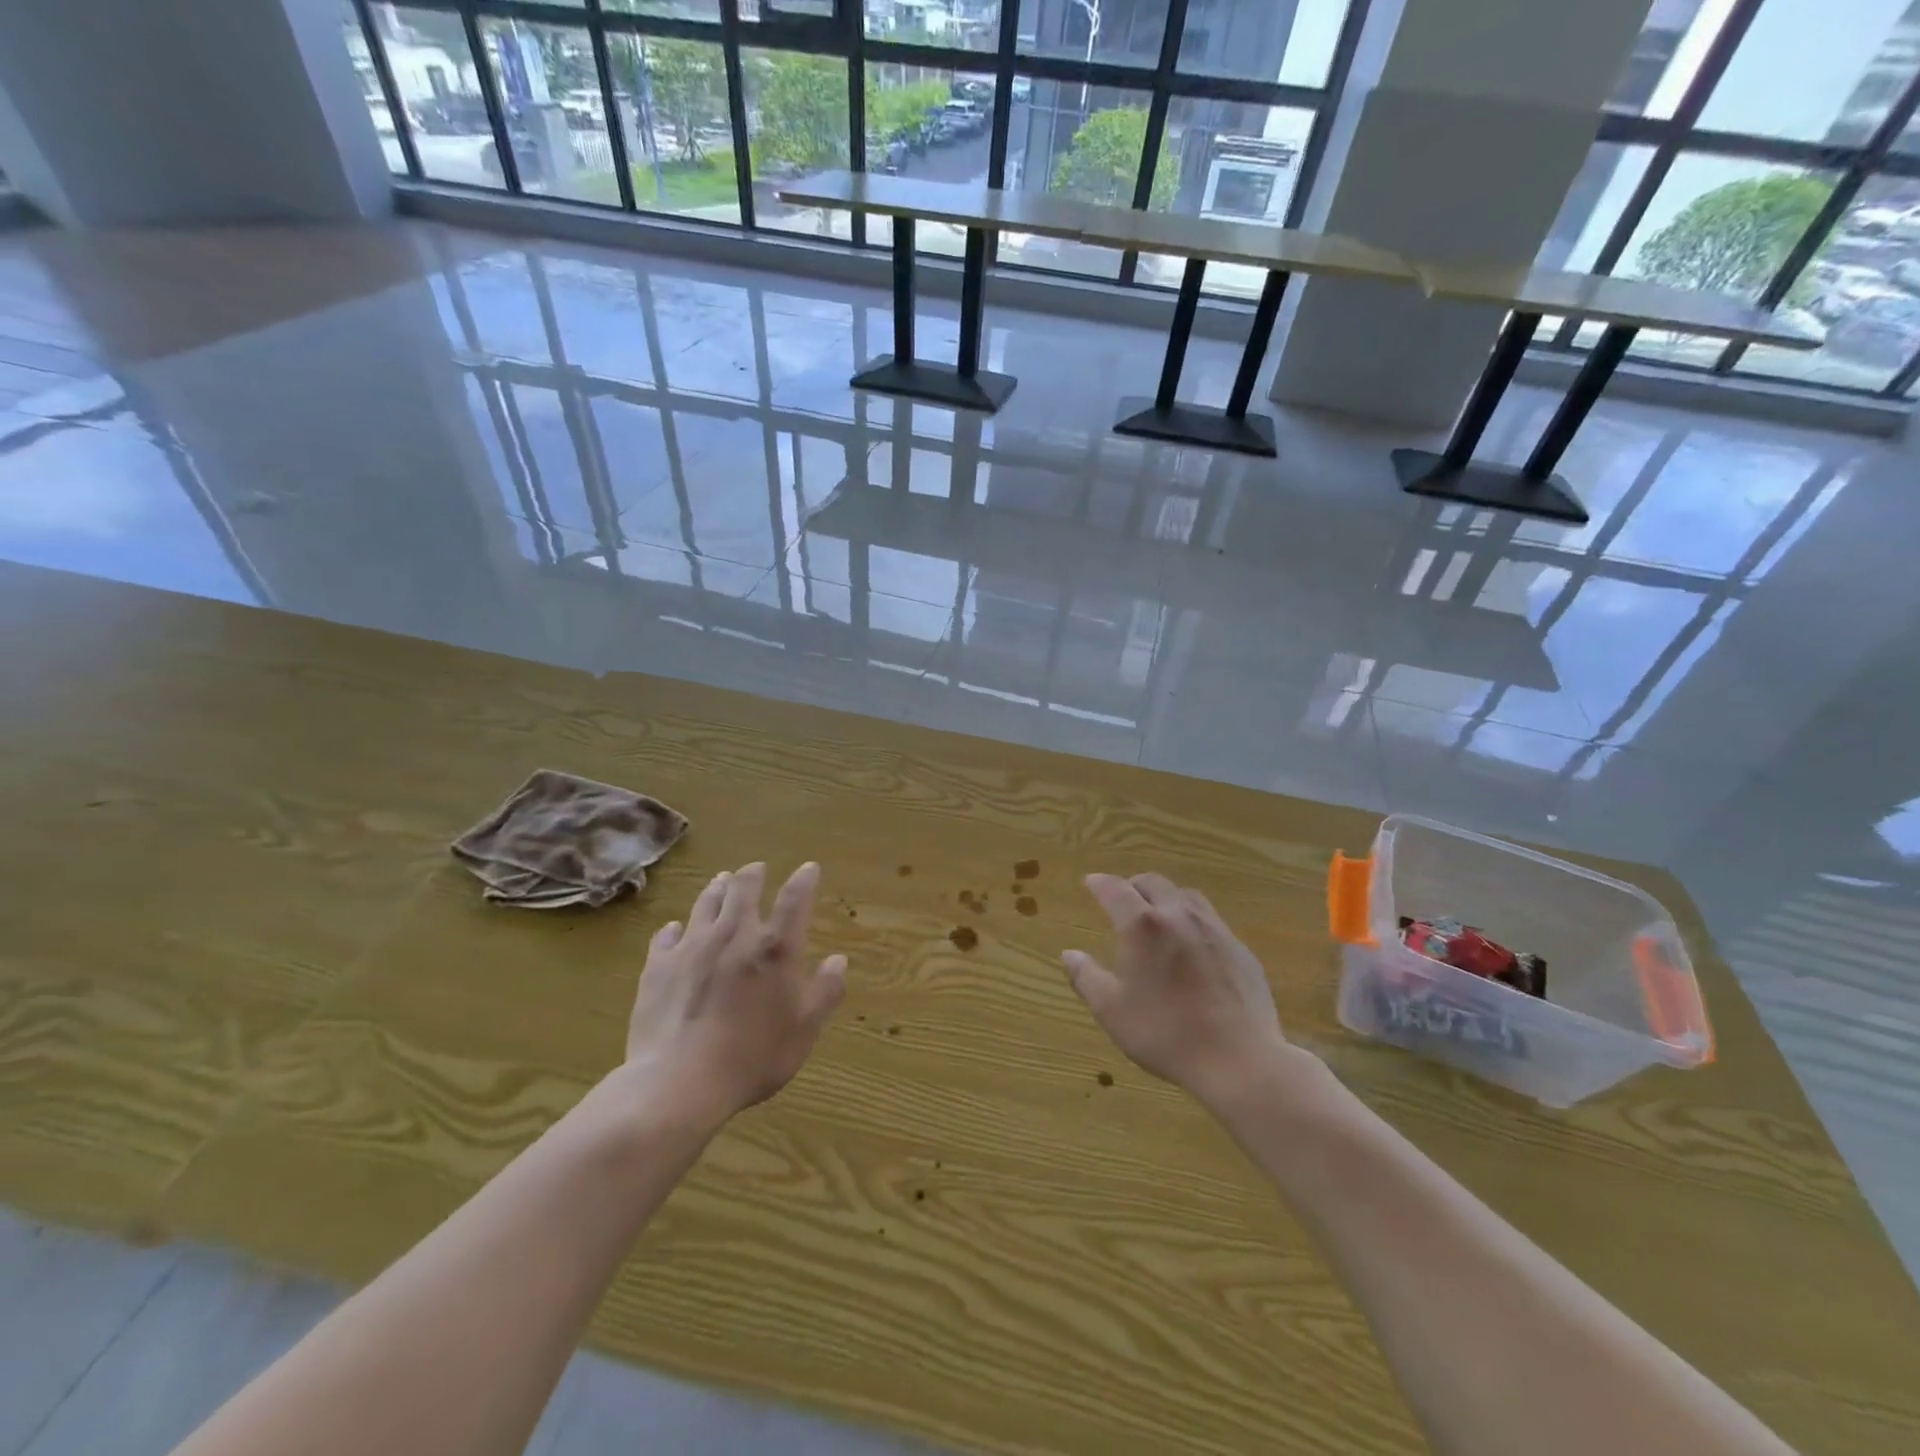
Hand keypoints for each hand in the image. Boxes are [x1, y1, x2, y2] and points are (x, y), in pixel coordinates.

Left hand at [622, 861, 845, 1127]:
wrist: (679, 1082)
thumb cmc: (753, 1057)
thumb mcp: (804, 1030)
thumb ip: (825, 991)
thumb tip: (839, 960)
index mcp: (775, 948)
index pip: (795, 900)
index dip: (804, 880)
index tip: (809, 868)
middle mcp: (734, 935)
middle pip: (743, 890)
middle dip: (752, 875)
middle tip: (755, 868)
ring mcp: (692, 947)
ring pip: (705, 904)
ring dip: (716, 889)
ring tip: (721, 881)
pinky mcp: (658, 966)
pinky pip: (666, 935)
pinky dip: (675, 928)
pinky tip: (675, 929)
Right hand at [1063, 873, 1291, 1108]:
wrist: (1240, 1060)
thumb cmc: (1166, 1033)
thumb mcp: (1112, 1011)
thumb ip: (1086, 977)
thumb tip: (1069, 954)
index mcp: (1143, 926)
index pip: (1116, 889)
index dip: (1100, 883)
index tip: (1090, 882)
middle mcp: (1179, 915)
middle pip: (1153, 883)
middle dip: (1133, 885)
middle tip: (1122, 899)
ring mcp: (1214, 929)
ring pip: (1185, 896)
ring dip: (1165, 897)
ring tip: (1157, 915)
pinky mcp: (1240, 949)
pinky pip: (1210, 920)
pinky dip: (1191, 920)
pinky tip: (1191, 945)